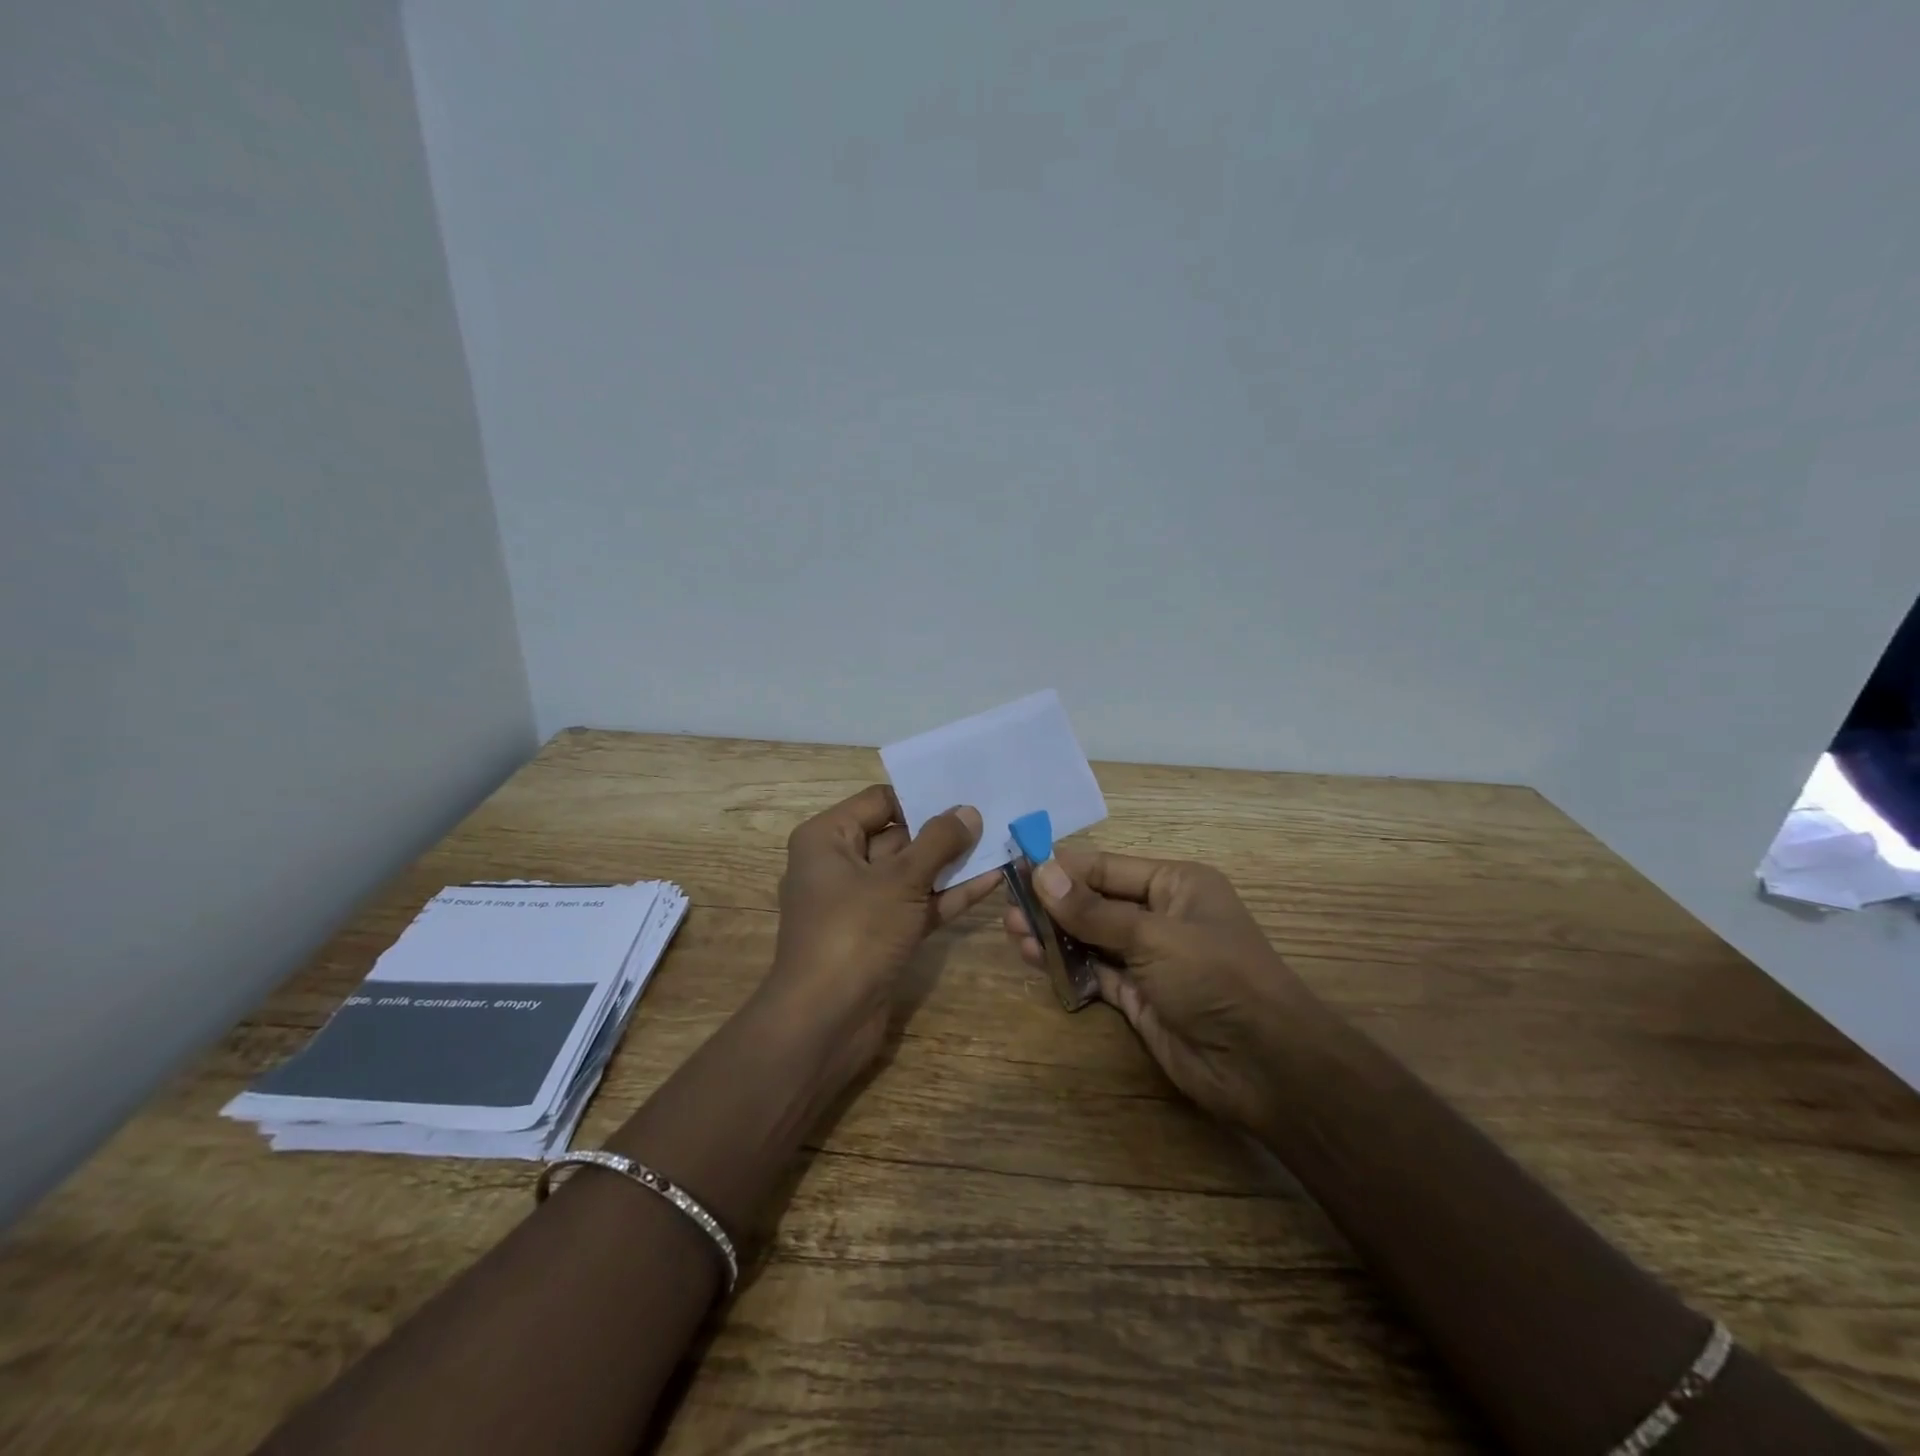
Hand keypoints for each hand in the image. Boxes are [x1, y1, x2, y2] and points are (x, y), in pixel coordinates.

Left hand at [764, 785, 1001, 1080]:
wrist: (825, 1022)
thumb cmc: (854, 932)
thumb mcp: (900, 880)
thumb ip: (938, 842)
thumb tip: (968, 811)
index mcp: (828, 838)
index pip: (880, 801)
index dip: (921, 798)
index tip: (966, 794)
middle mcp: (840, 865)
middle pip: (898, 836)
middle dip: (943, 831)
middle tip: (993, 816)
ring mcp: (861, 903)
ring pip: (911, 873)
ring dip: (952, 864)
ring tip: (1001, 844)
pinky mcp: (880, 935)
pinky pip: (916, 904)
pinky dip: (947, 895)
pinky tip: (991, 881)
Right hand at [1003, 849, 1312, 1129]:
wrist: (1264, 1066)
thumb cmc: (1215, 978)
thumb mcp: (1153, 936)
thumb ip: (1093, 909)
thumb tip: (1041, 872)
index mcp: (1175, 884)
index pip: (1107, 867)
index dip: (1063, 867)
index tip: (1017, 866)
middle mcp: (1161, 915)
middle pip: (1096, 901)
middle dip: (1053, 903)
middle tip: (1008, 905)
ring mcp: (1150, 958)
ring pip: (1092, 938)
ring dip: (1055, 934)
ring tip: (1012, 931)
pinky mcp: (1139, 996)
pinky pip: (1095, 972)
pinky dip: (1067, 966)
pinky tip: (1035, 959)